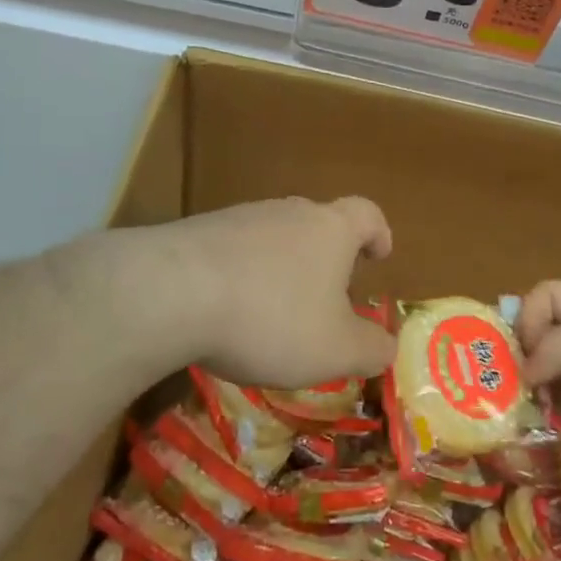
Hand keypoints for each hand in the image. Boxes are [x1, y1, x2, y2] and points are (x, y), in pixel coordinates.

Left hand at [113, 197, 396, 389]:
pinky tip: (227, 311)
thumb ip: (371, 348)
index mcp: (330, 229)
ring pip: (274, 237)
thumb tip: (387, 346)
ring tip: (273, 312)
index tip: (378, 256)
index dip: (378, 233)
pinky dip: (241, 275)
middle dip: (326, 257)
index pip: (367, 214)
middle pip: (318, 223)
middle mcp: (289, 211)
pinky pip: (233, 250)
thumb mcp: (335, 349)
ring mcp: (240, 217)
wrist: (173, 292)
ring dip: (281, 268)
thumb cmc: (272, 318)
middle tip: (326, 296)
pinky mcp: (198, 232)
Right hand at [519, 280, 560, 507]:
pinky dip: (532, 406)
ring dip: (522, 379)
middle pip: (539, 328)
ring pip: (539, 366)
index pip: (546, 294)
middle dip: (519, 347)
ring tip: (514, 400)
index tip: (527, 348)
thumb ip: (553, 345)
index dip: (529, 315)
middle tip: (507, 374)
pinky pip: (547, 401)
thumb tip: (526, 372)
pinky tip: (527, 419)